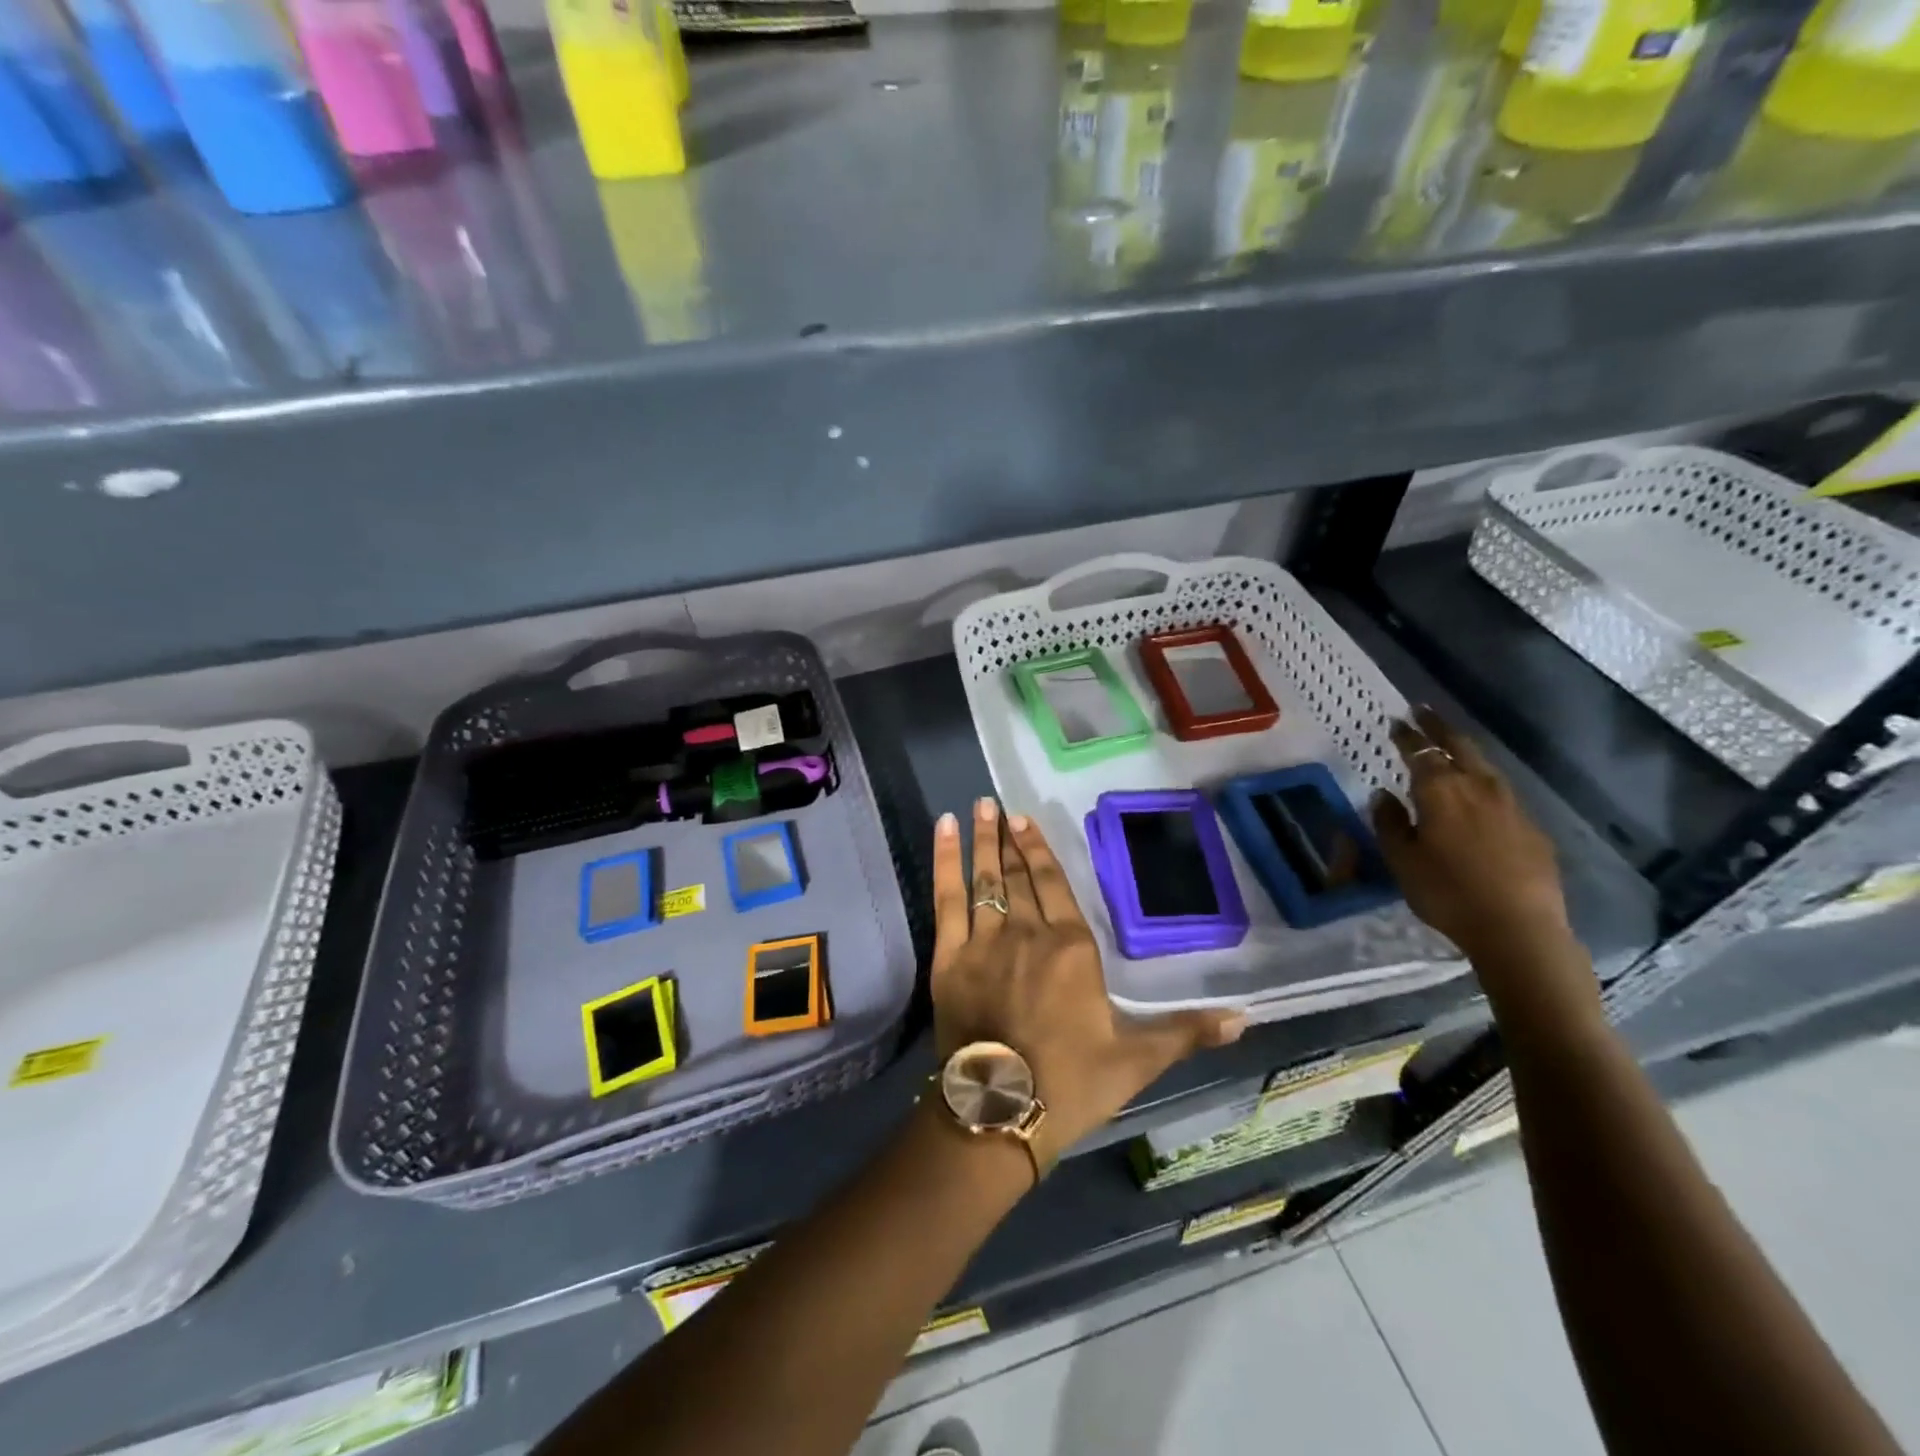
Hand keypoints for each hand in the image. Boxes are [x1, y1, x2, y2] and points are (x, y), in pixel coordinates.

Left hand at [929, 799, 1245, 1170]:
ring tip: (977, 807)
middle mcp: (1028, 933)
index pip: (1054, 885)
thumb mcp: (1136, 1060)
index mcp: (1072, 948)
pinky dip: (944, 862)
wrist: (1001, 1112)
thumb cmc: (1071, 1084)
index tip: (1024, 820)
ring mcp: (985, 942)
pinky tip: (944, 831)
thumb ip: (1185, 1032)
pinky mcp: (950, 958)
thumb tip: (1244, 1018)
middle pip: (1017, 876)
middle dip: (1008, 838)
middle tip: (997, 804)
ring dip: (981, 842)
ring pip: (984, 879)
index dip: (1038, 850)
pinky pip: (946, 899)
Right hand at [1369, 706, 1571, 964]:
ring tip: (1450, 744)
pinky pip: (1501, 791)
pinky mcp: (1531, 827)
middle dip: (1438, 727)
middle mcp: (1477, 787)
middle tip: (1423, 711)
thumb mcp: (1402, 861)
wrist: (1518, 928)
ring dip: (1464, 749)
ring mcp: (1510, 805)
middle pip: (1458, 746)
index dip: (1407, 735)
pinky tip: (1479, 791)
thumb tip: (1383, 794)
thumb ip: (1390, 823)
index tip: (1397, 721)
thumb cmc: (1447, 893)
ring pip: (1484, 765)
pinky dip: (1483, 780)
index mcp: (1440, 792)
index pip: (1420, 752)